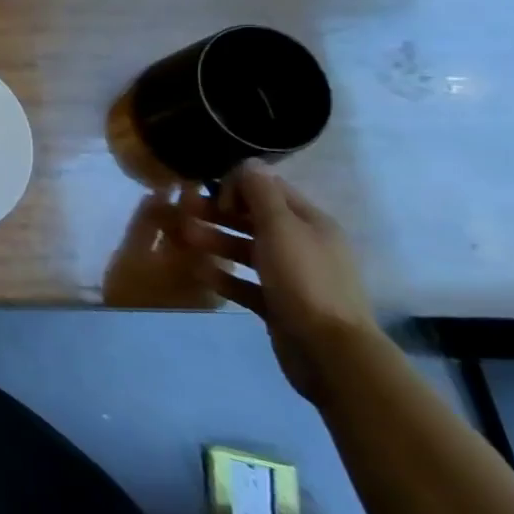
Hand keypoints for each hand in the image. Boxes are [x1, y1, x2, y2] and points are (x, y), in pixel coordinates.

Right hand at [177, 160, 376, 402]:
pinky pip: (246, 283)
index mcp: (311, 223)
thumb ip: (261, 193)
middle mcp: (304, 245)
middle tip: (183, 212)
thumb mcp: (280, 228)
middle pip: (255, 219)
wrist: (329, 351)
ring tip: (184, 239)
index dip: (239, 185)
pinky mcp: (279, 304)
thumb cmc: (304, 280)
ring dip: (216, 241)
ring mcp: (292, 277)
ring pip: (247, 250)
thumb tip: (249, 162)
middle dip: (219, 213)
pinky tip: (199, 271)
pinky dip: (224, 276)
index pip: (270, 189)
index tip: (210, 192)